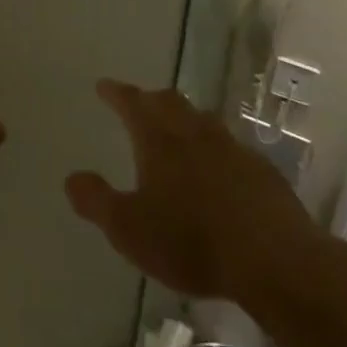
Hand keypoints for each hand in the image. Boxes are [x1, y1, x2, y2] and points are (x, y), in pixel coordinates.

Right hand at [66, 80, 321, 301]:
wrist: (274, 261)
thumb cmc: (190, 241)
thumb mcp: (128, 229)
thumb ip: (96, 201)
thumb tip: (72, 177)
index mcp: (159, 139)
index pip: (132, 103)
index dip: (116, 93)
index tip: (104, 86)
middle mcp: (195, 133)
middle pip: (170, 102)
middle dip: (151, 99)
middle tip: (139, 103)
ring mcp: (233, 149)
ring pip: (203, 121)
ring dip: (186, 120)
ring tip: (177, 131)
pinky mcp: (262, 172)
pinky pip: (232, 149)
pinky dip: (216, 150)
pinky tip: (219, 170)